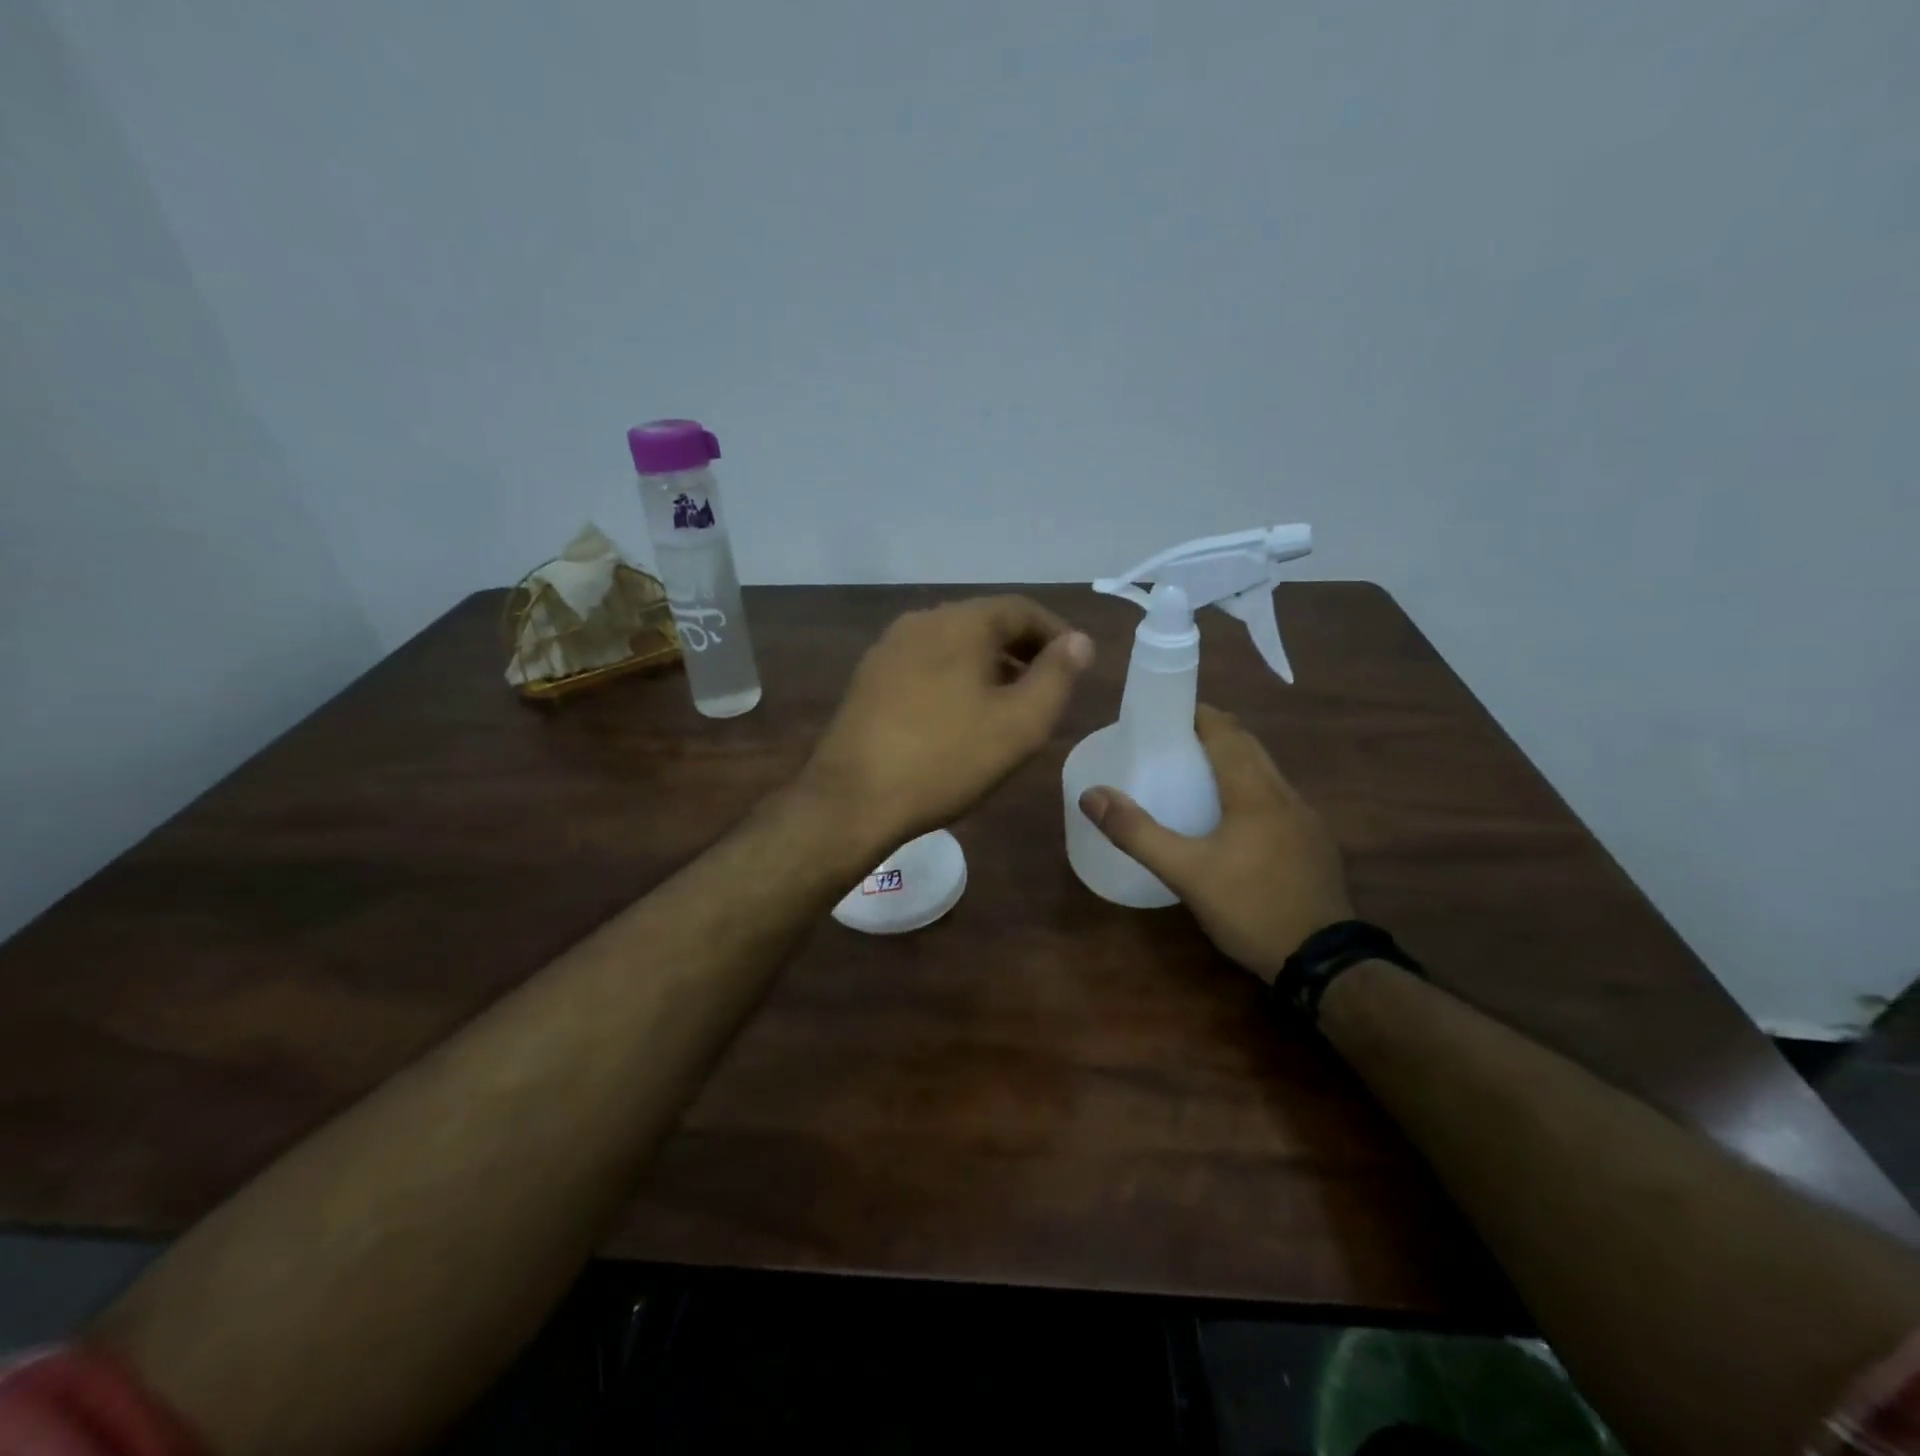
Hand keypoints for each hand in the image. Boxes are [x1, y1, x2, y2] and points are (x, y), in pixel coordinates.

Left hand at [801, 595, 1094, 854]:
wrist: (853, 798)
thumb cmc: (946, 759)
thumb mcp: (1020, 724)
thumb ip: (1057, 677)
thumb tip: (1078, 641)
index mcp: (960, 622)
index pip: (1021, 609)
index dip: (1056, 634)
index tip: (1076, 665)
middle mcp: (921, 621)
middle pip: (984, 623)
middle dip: (1022, 651)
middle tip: (1046, 688)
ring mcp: (888, 649)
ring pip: (953, 645)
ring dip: (988, 666)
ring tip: (1007, 705)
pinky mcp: (868, 679)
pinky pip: (925, 665)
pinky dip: (954, 679)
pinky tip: (959, 717)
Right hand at [1078, 706, 1352, 983]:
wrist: (1324, 962)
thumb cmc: (1250, 907)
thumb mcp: (1185, 872)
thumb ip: (1137, 833)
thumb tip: (1091, 795)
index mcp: (1255, 791)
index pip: (1227, 732)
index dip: (1199, 715)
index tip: (1167, 713)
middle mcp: (1286, 795)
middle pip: (1249, 747)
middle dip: (1214, 735)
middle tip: (1173, 742)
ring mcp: (1307, 820)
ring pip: (1267, 774)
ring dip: (1234, 762)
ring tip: (1197, 775)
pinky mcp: (1315, 845)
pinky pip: (1278, 800)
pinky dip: (1251, 791)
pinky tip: (1233, 822)